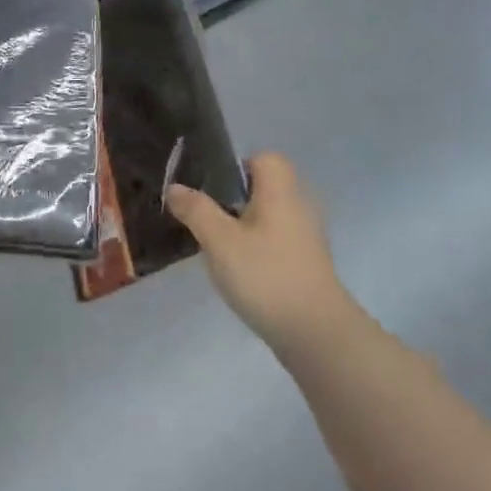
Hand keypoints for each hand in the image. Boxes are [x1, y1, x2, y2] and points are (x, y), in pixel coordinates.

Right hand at [166, 153, 360, 350]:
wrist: (315, 333)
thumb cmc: (266, 275)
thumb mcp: (220, 240)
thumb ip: (196, 210)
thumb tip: (175, 187)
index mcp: (281, 192)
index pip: (265, 158)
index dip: (236, 165)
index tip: (210, 187)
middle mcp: (298, 206)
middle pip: (264, 187)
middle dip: (232, 197)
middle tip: (203, 216)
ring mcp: (305, 237)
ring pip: (267, 216)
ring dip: (242, 224)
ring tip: (214, 244)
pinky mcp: (305, 263)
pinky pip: (274, 240)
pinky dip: (255, 246)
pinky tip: (237, 268)